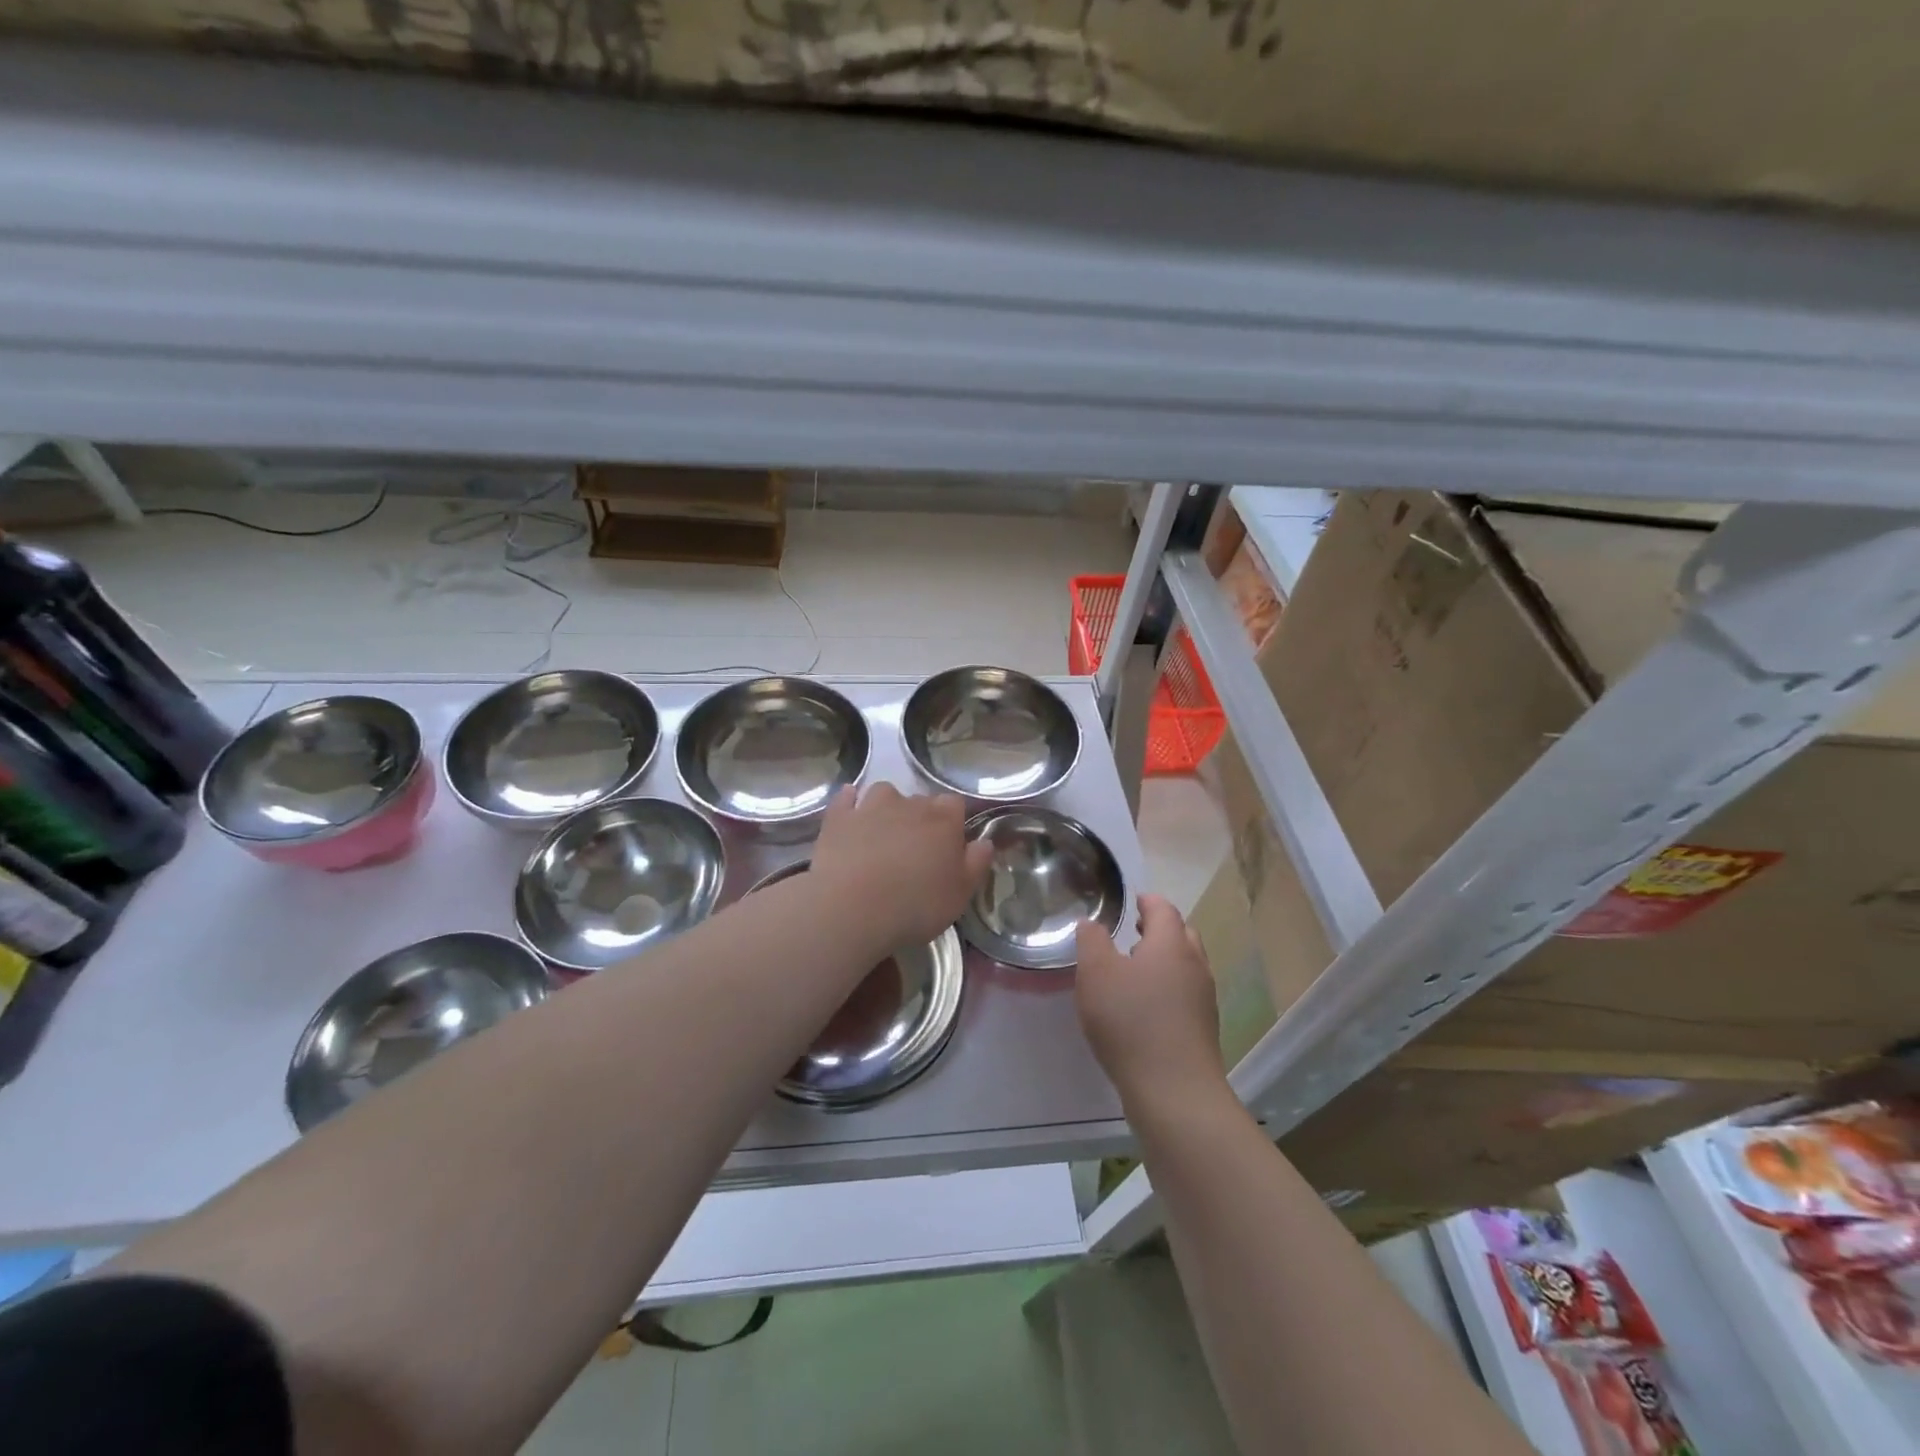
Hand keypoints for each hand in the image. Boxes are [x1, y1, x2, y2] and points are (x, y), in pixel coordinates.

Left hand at [810, 783, 992, 947]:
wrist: (852, 908)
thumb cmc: (915, 905)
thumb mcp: (960, 894)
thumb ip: (976, 864)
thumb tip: (984, 842)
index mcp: (943, 821)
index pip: (955, 804)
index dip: (953, 821)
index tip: (949, 844)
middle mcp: (909, 805)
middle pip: (921, 800)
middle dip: (921, 818)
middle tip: (916, 849)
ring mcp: (870, 807)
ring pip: (884, 792)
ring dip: (887, 806)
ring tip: (884, 831)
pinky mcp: (838, 817)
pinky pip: (846, 799)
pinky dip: (850, 802)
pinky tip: (850, 810)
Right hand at [1076, 894, 1226, 1109]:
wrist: (1175, 1092)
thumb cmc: (1131, 1022)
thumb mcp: (1096, 974)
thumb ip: (1091, 941)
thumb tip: (1091, 923)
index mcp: (1171, 944)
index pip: (1163, 909)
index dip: (1148, 901)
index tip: (1134, 900)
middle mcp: (1194, 965)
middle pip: (1182, 935)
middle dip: (1159, 929)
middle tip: (1134, 931)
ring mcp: (1204, 999)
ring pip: (1186, 966)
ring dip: (1164, 959)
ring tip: (1135, 968)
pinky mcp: (1203, 1029)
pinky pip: (1186, 993)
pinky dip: (1168, 987)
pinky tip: (1145, 1006)